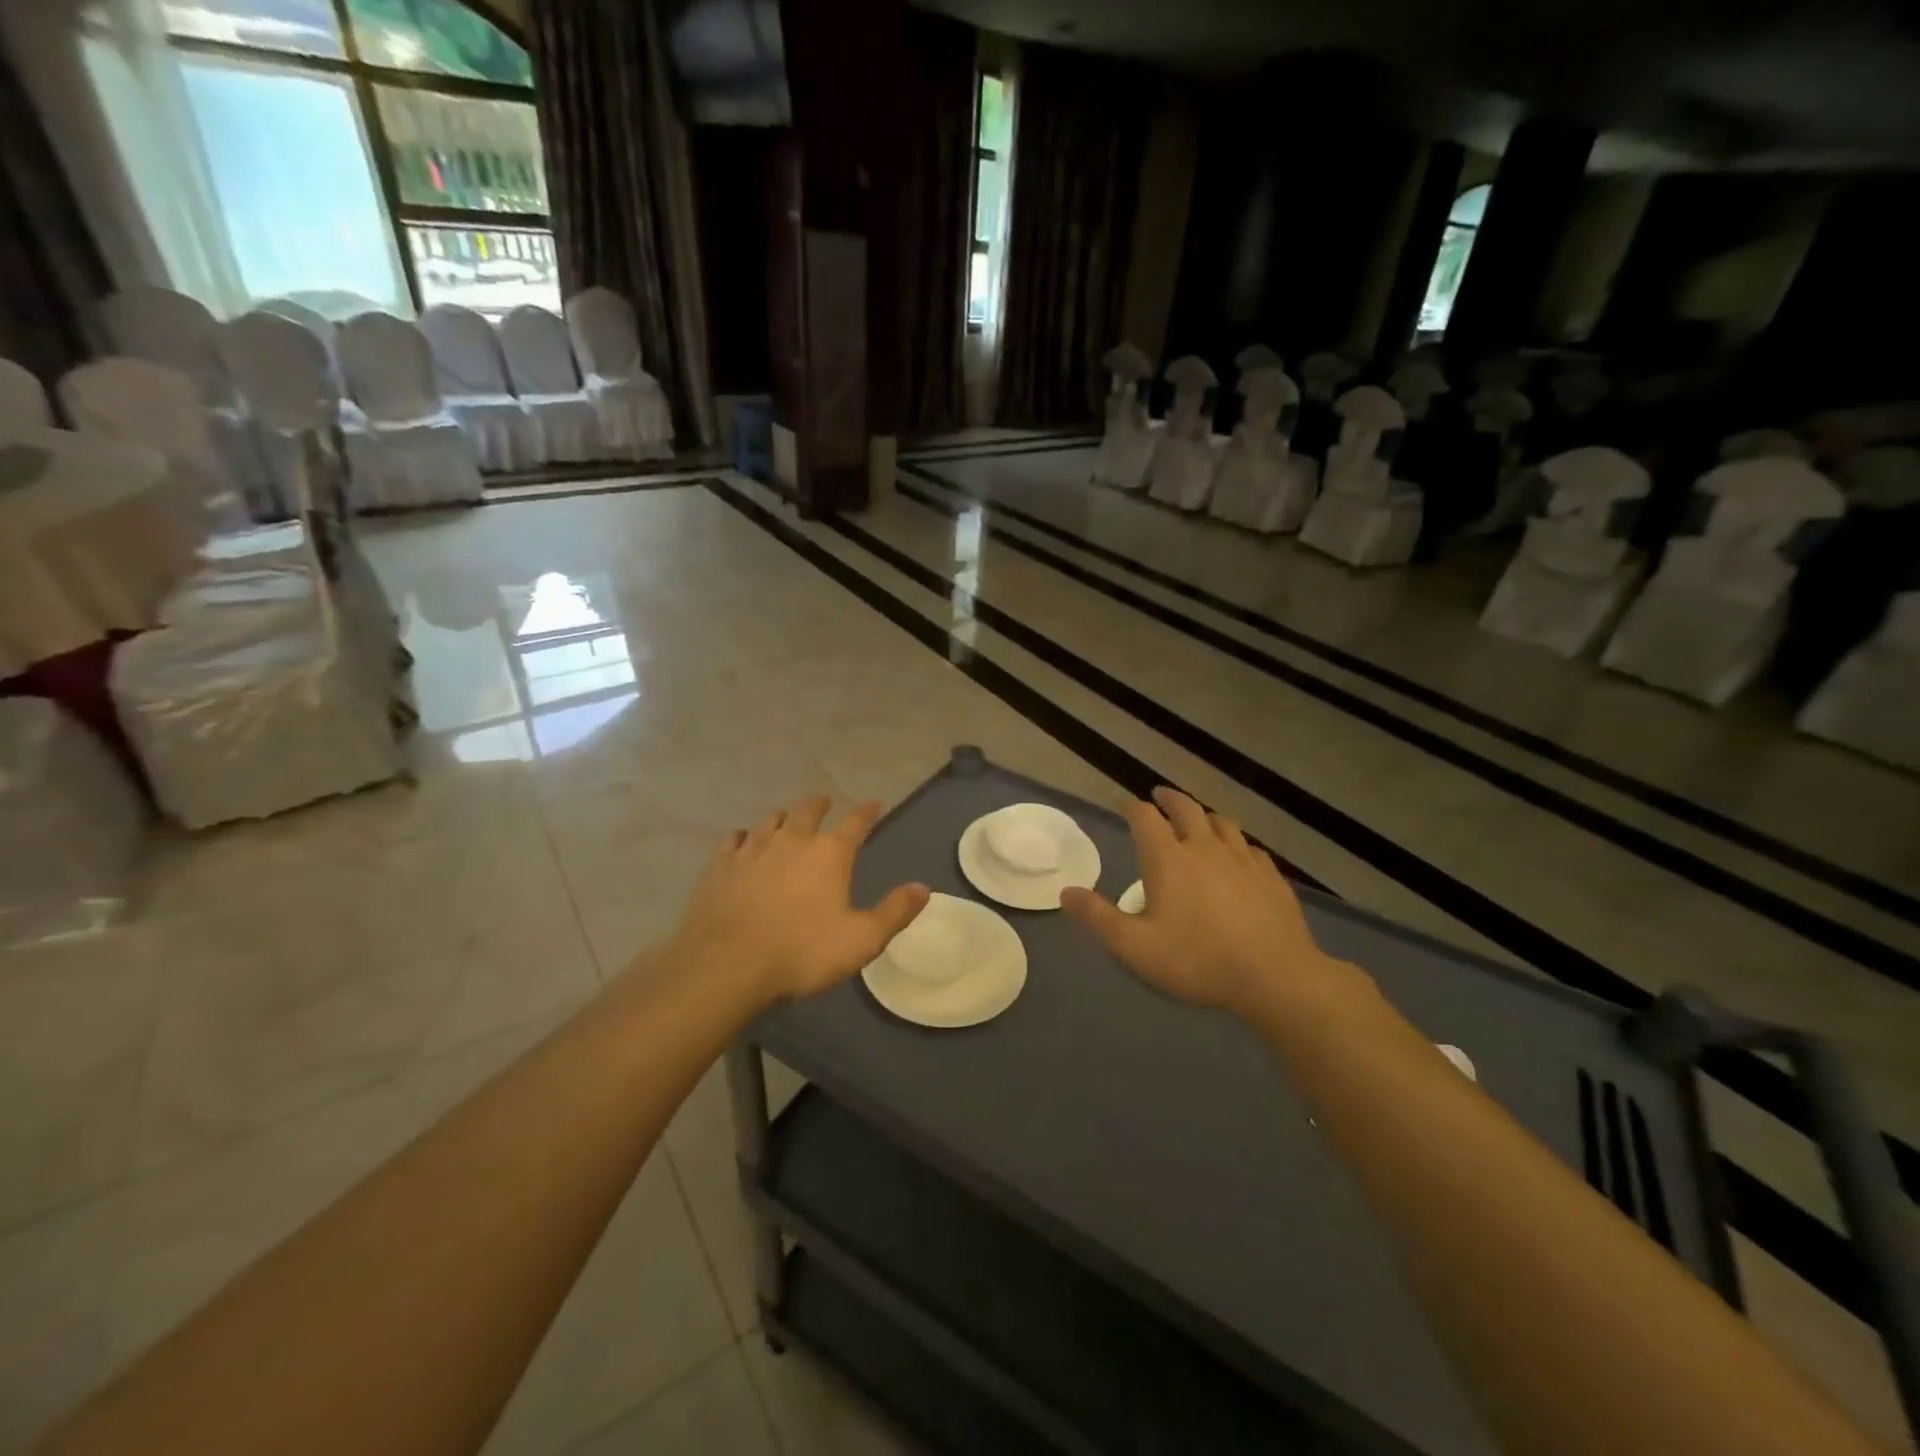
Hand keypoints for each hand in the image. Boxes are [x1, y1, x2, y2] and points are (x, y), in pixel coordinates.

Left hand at [666, 795, 928, 1004]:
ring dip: (783, 817)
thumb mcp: (862, 940)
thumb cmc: (802, 952)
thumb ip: (894, 911)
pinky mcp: (721, 865)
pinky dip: (745, 836)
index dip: (867, 812)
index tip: (875, 804)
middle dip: (820, 805)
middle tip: (825, 803)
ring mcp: (753, 849)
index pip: (855, 823)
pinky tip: (743, 842)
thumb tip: (923, 888)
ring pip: (770, 820)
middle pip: (808, 811)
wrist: (727, 964)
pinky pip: (735, 838)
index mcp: (830, 853)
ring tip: (785, 820)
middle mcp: (792, 840)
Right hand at [1060, 787, 1352, 1021]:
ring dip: (1204, 815)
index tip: (1123, 803)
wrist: (1276, 976)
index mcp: (1169, 859)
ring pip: (1222, 823)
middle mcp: (1205, 847)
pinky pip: (1250, 847)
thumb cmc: (1198, 960)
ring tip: (1198, 819)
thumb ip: (1098, 917)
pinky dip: (1236, 843)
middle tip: (1158, 795)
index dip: (1131, 806)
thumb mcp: (1135, 947)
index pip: (1145, 817)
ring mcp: (1243, 859)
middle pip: (1186, 808)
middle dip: (1168, 798)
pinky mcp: (1271, 876)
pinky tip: (1238, 855)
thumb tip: (1066, 892)